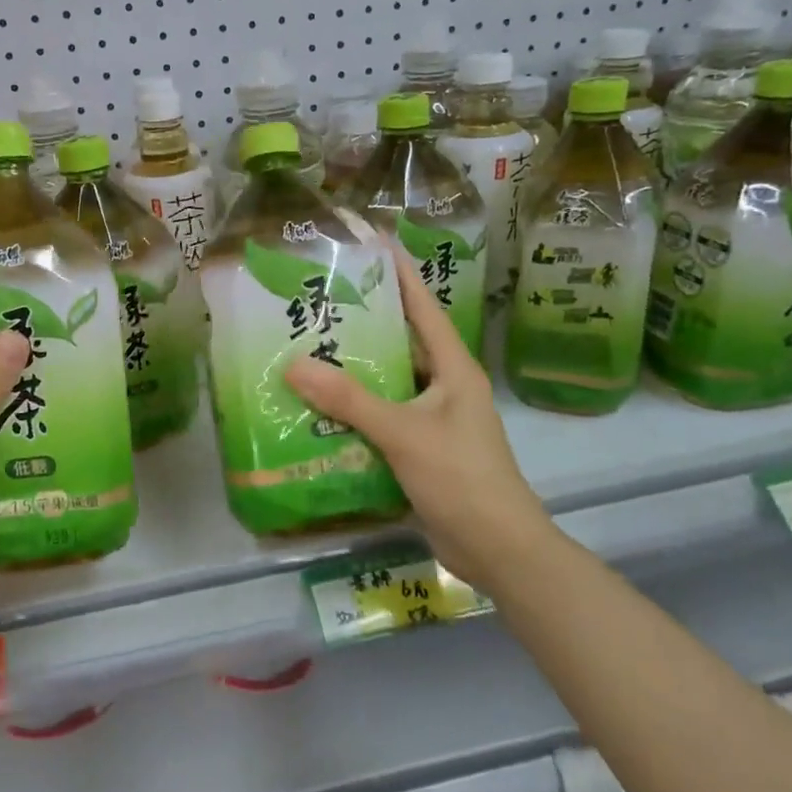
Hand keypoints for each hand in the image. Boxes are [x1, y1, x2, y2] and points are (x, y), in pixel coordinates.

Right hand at [285, 250, 548, 581]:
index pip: (425, 308)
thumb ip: (349, 400)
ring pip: (389, 383)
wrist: (497, 549)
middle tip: (319, 303)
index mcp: (454, 369)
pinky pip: (383, 418)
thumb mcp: (403, 432)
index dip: (401, 274)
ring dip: (354, 373)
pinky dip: (355, 412)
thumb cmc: (461, 477)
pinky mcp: (421, 449)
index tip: (374, 243)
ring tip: (307, 351)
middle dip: (364, 324)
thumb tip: (293, 364)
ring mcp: (434, 420)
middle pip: (402, 343)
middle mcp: (445, 387)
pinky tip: (319, 410)